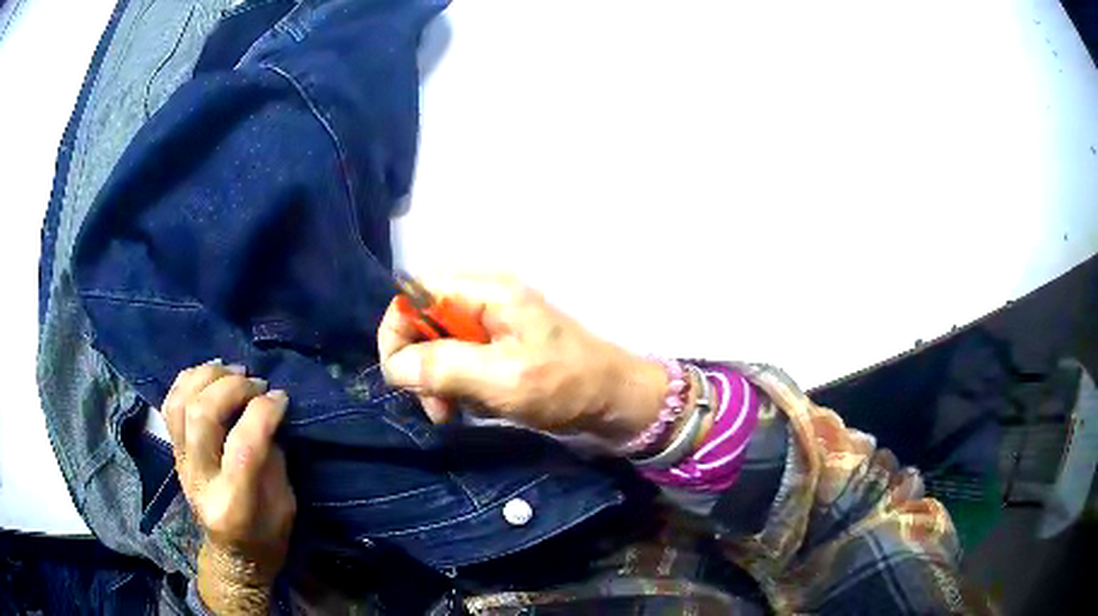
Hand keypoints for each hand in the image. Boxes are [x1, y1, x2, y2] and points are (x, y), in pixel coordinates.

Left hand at [162, 361, 295, 614]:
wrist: (232, 555)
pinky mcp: (173, 452)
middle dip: (233, 387)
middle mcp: (199, 480)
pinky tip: (208, 376)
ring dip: (207, 376)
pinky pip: (170, 404)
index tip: (281, 397)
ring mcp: (180, 463)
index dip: (263, 413)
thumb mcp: (285, 506)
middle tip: (256, 382)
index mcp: (234, 505)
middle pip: (203, 416)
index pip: (243, 446)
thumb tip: (268, 410)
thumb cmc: (267, 537)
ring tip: (231, 371)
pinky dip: (188, 380)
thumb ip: (273, 458)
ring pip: (181, 402)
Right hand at [378, 274, 668, 443]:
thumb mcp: (501, 379)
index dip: (397, 328)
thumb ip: (443, 368)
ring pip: (437, 342)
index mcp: (487, 291)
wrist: (613, 400)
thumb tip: (393, 366)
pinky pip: (458, 359)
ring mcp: (492, 322)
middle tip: (433, 404)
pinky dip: (455, 384)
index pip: (415, 291)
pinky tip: (470, 406)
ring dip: (435, 379)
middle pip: (422, 317)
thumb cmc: (565, 385)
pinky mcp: (498, 345)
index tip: (398, 374)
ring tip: (450, 412)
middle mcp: (484, 297)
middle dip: (418, 362)